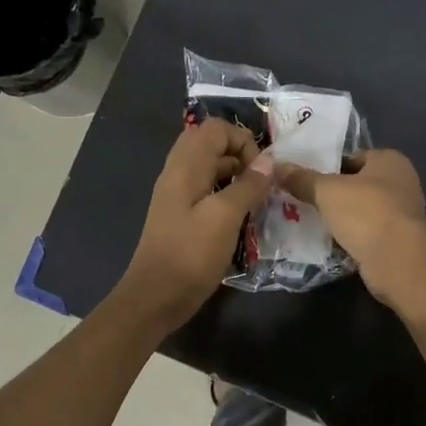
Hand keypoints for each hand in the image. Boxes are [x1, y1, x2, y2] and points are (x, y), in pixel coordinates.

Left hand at [116, 119, 273, 332]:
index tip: (262, 170)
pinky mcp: (181, 216)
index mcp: (185, 168)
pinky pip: (206, 191)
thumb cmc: (191, 255)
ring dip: (235, 176)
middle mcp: (178, 174)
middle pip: (210, 144)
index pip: (215, 128)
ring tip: (257, 199)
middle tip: (260, 182)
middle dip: (240, 156)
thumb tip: (269, 161)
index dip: (243, 140)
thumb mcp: (225, 217)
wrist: (156, 297)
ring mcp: (177, 196)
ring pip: (209, 169)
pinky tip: (241, 217)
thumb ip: (248, 186)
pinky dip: (226, 194)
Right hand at [280, 149, 425, 304]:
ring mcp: (401, 214)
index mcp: (390, 161)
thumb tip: (277, 167)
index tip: (305, 178)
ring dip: (342, 218)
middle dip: (333, 194)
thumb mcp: (327, 191)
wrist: (396, 260)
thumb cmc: (366, 212)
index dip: (329, 166)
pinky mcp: (397, 242)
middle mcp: (401, 183)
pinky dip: (351, 238)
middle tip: (303, 200)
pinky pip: (366, 234)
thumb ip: (303, 179)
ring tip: (310, 222)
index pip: (354, 156)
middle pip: (358, 185)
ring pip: (362, 211)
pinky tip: (329, 243)